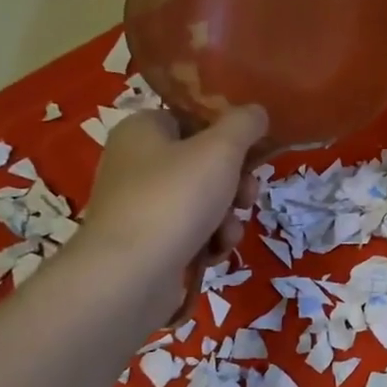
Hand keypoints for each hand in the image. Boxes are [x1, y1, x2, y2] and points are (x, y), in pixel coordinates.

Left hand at [79, 105, 267, 319]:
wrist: (129, 275)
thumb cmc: (175, 198)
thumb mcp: (221, 149)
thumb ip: (244, 124)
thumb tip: (257, 112)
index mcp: (143, 129)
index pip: (192, 119)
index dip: (227, 137)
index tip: (251, 155)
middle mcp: (135, 163)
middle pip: (203, 164)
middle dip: (234, 185)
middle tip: (245, 198)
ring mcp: (139, 206)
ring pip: (202, 202)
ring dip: (226, 218)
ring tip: (227, 234)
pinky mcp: (146, 243)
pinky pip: (189, 233)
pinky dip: (207, 242)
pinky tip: (212, 254)